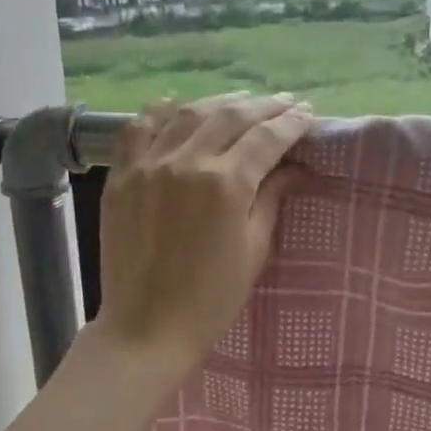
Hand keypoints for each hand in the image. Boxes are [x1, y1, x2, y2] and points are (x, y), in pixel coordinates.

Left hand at [88, 93, 314, 385]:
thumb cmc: (211, 299)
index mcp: (226, 184)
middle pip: (231, 116)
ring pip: (188, 113)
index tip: (308, 115)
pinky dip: (161, 111)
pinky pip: (140, 128)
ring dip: (220, 103)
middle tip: (285, 103)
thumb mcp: (254, 250)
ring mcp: (149, 165)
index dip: (291, 123)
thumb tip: (294, 168)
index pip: (266, 138)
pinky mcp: (122, 176)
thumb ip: (271, 199)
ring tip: (241, 103)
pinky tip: (177, 105)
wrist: (147, 327)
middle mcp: (187, 162)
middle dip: (263, 106)